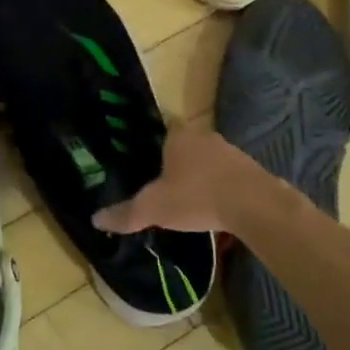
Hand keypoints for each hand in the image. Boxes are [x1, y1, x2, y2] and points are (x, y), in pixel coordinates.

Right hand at [93, 126, 281, 236]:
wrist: (254, 205)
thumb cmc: (197, 197)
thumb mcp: (154, 208)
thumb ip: (125, 213)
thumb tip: (95, 219)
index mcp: (178, 135)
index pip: (161, 129)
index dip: (152, 144)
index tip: (144, 161)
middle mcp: (204, 135)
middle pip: (184, 144)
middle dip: (175, 162)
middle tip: (162, 183)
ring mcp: (230, 150)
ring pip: (206, 159)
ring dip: (199, 175)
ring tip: (187, 198)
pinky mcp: (249, 169)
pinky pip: (226, 175)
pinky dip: (218, 187)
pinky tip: (213, 206)